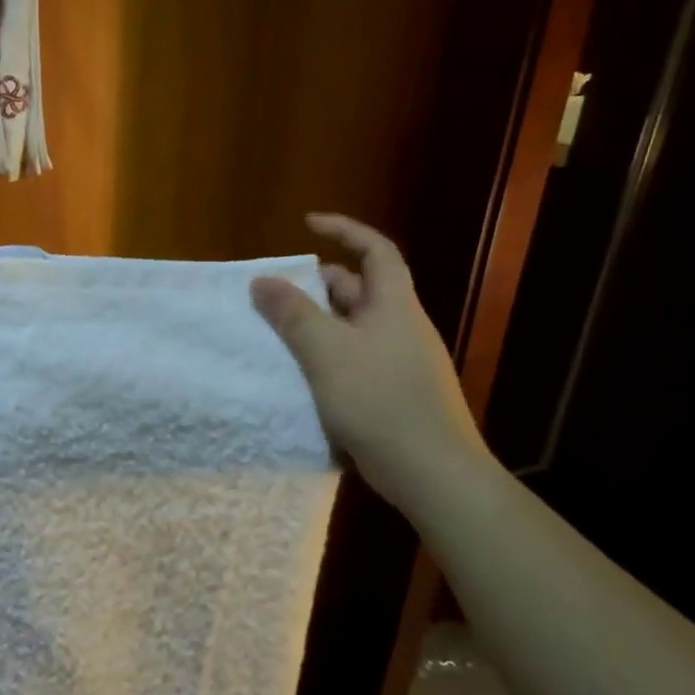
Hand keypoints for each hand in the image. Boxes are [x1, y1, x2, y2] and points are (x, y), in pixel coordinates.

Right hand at [251, 213, 486, 511]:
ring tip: (279, 335)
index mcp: (393, 305)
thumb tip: (262, 281)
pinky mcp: (395, 392)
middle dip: (318, 285)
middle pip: (359, 289)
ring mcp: (401, 361)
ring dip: (318, 324)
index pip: (374, 250)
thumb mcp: (327, 352)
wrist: (432, 471)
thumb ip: (293, 314)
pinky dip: (327, 356)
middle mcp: (401, 325)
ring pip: (353, 327)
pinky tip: (303, 376)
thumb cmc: (379, 401)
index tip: (307, 223)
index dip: (344, 229)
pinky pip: (355, 359)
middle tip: (277, 293)